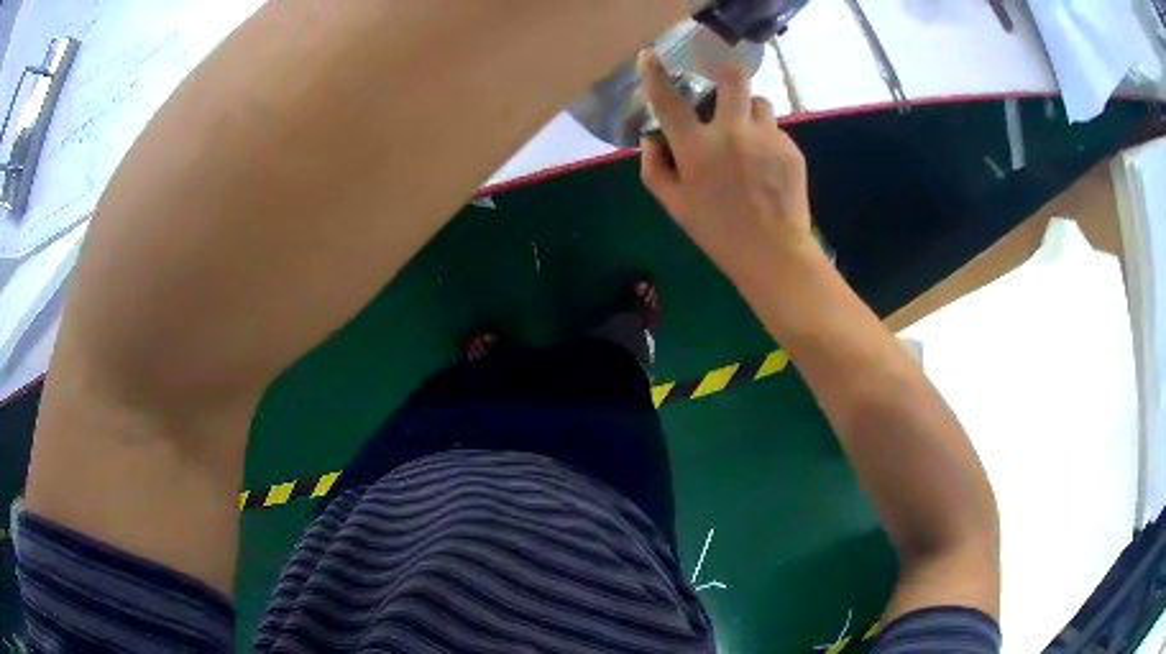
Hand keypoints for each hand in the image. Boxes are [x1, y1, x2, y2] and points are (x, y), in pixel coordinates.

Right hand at [637, 50, 816, 285]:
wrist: (773, 253)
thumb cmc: (717, 233)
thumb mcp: (674, 205)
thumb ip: (655, 167)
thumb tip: (653, 137)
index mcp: (696, 148)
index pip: (669, 100)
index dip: (655, 74)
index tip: (650, 56)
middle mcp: (732, 132)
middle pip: (733, 77)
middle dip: (725, 74)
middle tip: (723, 88)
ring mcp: (766, 137)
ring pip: (758, 101)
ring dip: (748, 110)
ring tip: (748, 136)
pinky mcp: (790, 148)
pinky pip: (775, 128)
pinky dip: (766, 138)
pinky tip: (766, 166)